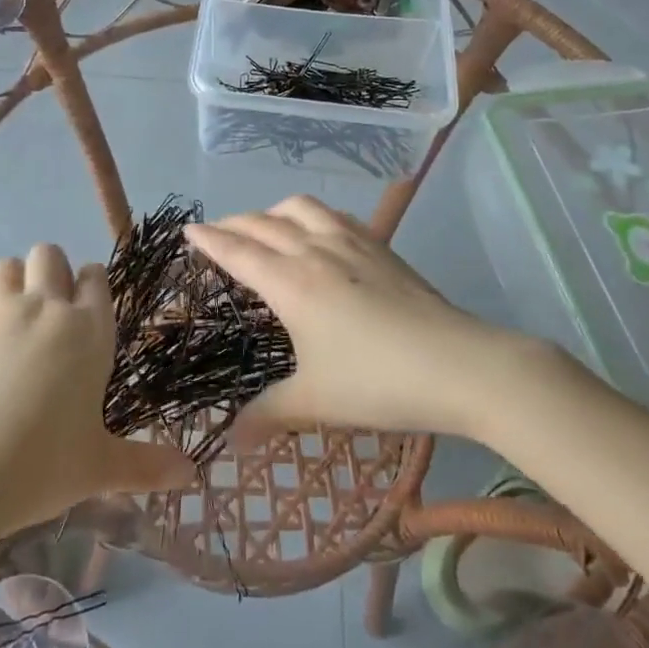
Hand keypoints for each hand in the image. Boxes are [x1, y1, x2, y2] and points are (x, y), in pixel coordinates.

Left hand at [0, 244, 195, 532]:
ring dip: (15, 282)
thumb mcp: (100, 467)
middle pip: (49, 254)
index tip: (89, 311)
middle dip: (53, 271)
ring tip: (17, 319)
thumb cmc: (44, 465)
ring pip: (8, 266)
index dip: (92, 286)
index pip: (95, 276)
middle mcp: (46, 309)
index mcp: (88, 330)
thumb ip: (147, 464)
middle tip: (52, 313)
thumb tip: (192, 475)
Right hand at [184, 195, 526, 440]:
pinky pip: (335, 215)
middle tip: (217, 234)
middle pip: (263, 223)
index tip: (188, 229)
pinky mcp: (381, 247)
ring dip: (273, 211)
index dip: (209, 238)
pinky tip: (321, 232)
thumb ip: (268, 414)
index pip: (237, 250)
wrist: (460, 365)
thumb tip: (230, 439)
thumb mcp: (315, 402)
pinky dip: (313, 215)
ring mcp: (351, 243)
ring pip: (301, 208)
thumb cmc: (378, 382)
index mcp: (290, 282)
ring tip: (266, 228)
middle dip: (233, 223)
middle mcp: (314, 251)